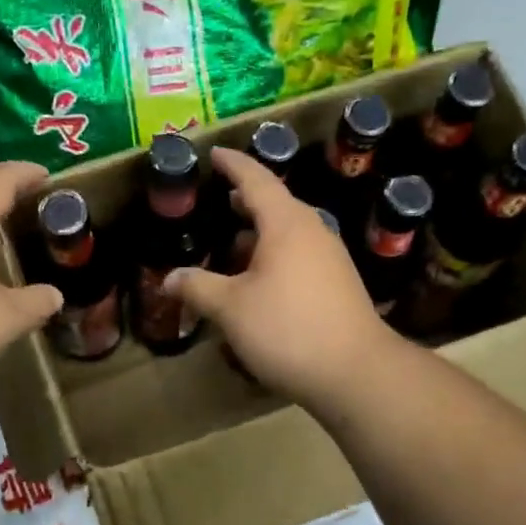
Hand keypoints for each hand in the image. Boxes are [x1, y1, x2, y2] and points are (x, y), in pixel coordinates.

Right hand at [164, 147, 398, 407]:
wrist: (356, 372)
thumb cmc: (288, 329)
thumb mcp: (231, 309)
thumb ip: (198, 288)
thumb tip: (169, 278)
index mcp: (286, 224)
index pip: (256, 179)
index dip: (233, 164)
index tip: (214, 153)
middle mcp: (312, 231)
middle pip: (276, 203)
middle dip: (247, 199)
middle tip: (221, 197)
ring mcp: (330, 258)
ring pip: (289, 232)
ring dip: (260, 231)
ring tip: (234, 241)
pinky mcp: (338, 284)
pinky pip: (300, 254)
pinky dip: (275, 253)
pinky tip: (260, 279)